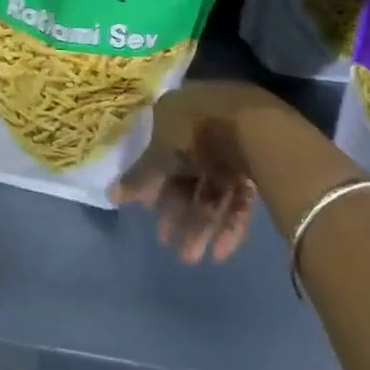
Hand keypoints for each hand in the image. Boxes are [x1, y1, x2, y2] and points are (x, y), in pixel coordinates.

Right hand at [111, 81, 294, 263]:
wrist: (259, 129)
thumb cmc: (197, 132)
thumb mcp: (161, 154)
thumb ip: (139, 176)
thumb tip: (110, 194)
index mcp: (178, 112)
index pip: (162, 151)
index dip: (155, 184)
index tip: (149, 212)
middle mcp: (204, 124)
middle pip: (188, 173)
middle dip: (178, 212)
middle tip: (170, 245)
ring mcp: (233, 144)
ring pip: (213, 188)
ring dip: (201, 224)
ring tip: (192, 258)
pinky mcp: (258, 163)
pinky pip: (238, 195)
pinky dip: (229, 222)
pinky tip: (221, 252)